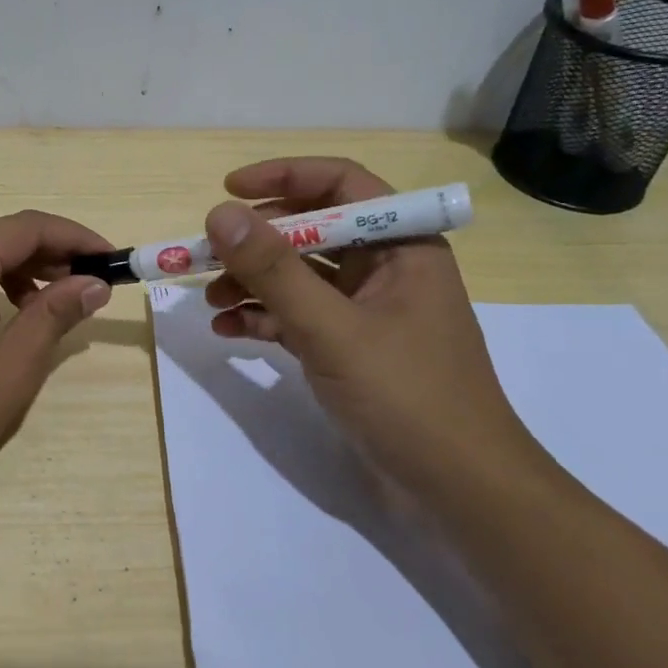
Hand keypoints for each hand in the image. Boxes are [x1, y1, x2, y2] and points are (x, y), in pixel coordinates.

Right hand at [202, 157, 535, 492]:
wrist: (460, 491)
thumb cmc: (408, 397)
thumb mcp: (332, 329)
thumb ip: (274, 271)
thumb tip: (219, 213)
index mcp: (402, 245)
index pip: (340, 184)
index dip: (283, 177)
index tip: (228, 189)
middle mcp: (385, 268)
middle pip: (312, 230)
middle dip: (256, 241)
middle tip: (207, 254)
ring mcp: (368, 310)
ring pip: (300, 276)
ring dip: (253, 282)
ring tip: (211, 300)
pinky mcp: (352, 348)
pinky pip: (300, 316)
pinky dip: (265, 318)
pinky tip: (229, 331)